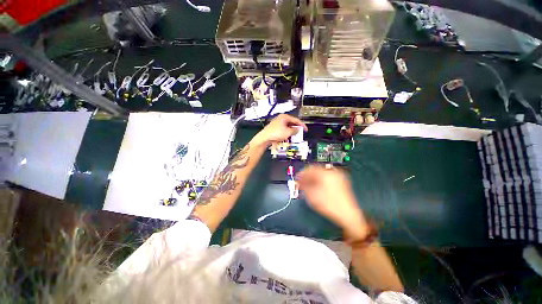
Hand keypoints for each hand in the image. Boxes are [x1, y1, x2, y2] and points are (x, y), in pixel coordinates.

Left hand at [252, 114, 307, 145]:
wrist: (265, 137)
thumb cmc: (276, 133)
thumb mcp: (288, 132)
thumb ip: (295, 130)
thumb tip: (298, 129)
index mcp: (285, 117)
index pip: (296, 120)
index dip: (302, 125)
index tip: (306, 130)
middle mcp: (281, 118)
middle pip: (291, 123)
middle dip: (296, 128)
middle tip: (300, 133)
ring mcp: (277, 123)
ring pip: (287, 127)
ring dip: (291, 131)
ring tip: (294, 136)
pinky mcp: (275, 128)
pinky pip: (283, 129)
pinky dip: (287, 133)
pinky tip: (288, 137)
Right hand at [297, 165, 368, 239]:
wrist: (348, 215)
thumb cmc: (329, 205)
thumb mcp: (312, 195)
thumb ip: (304, 186)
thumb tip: (299, 181)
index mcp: (326, 173)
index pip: (310, 169)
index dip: (302, 173)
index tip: (297, 178)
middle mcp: (333, 172)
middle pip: (316, 170)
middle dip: (308, 176)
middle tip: (302, 183)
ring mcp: (338, 176)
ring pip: (322, 174)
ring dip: (314, 178)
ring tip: (309, 185)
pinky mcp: (341, 182)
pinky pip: (327, 178)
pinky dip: (321, 181)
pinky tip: (317, 187)